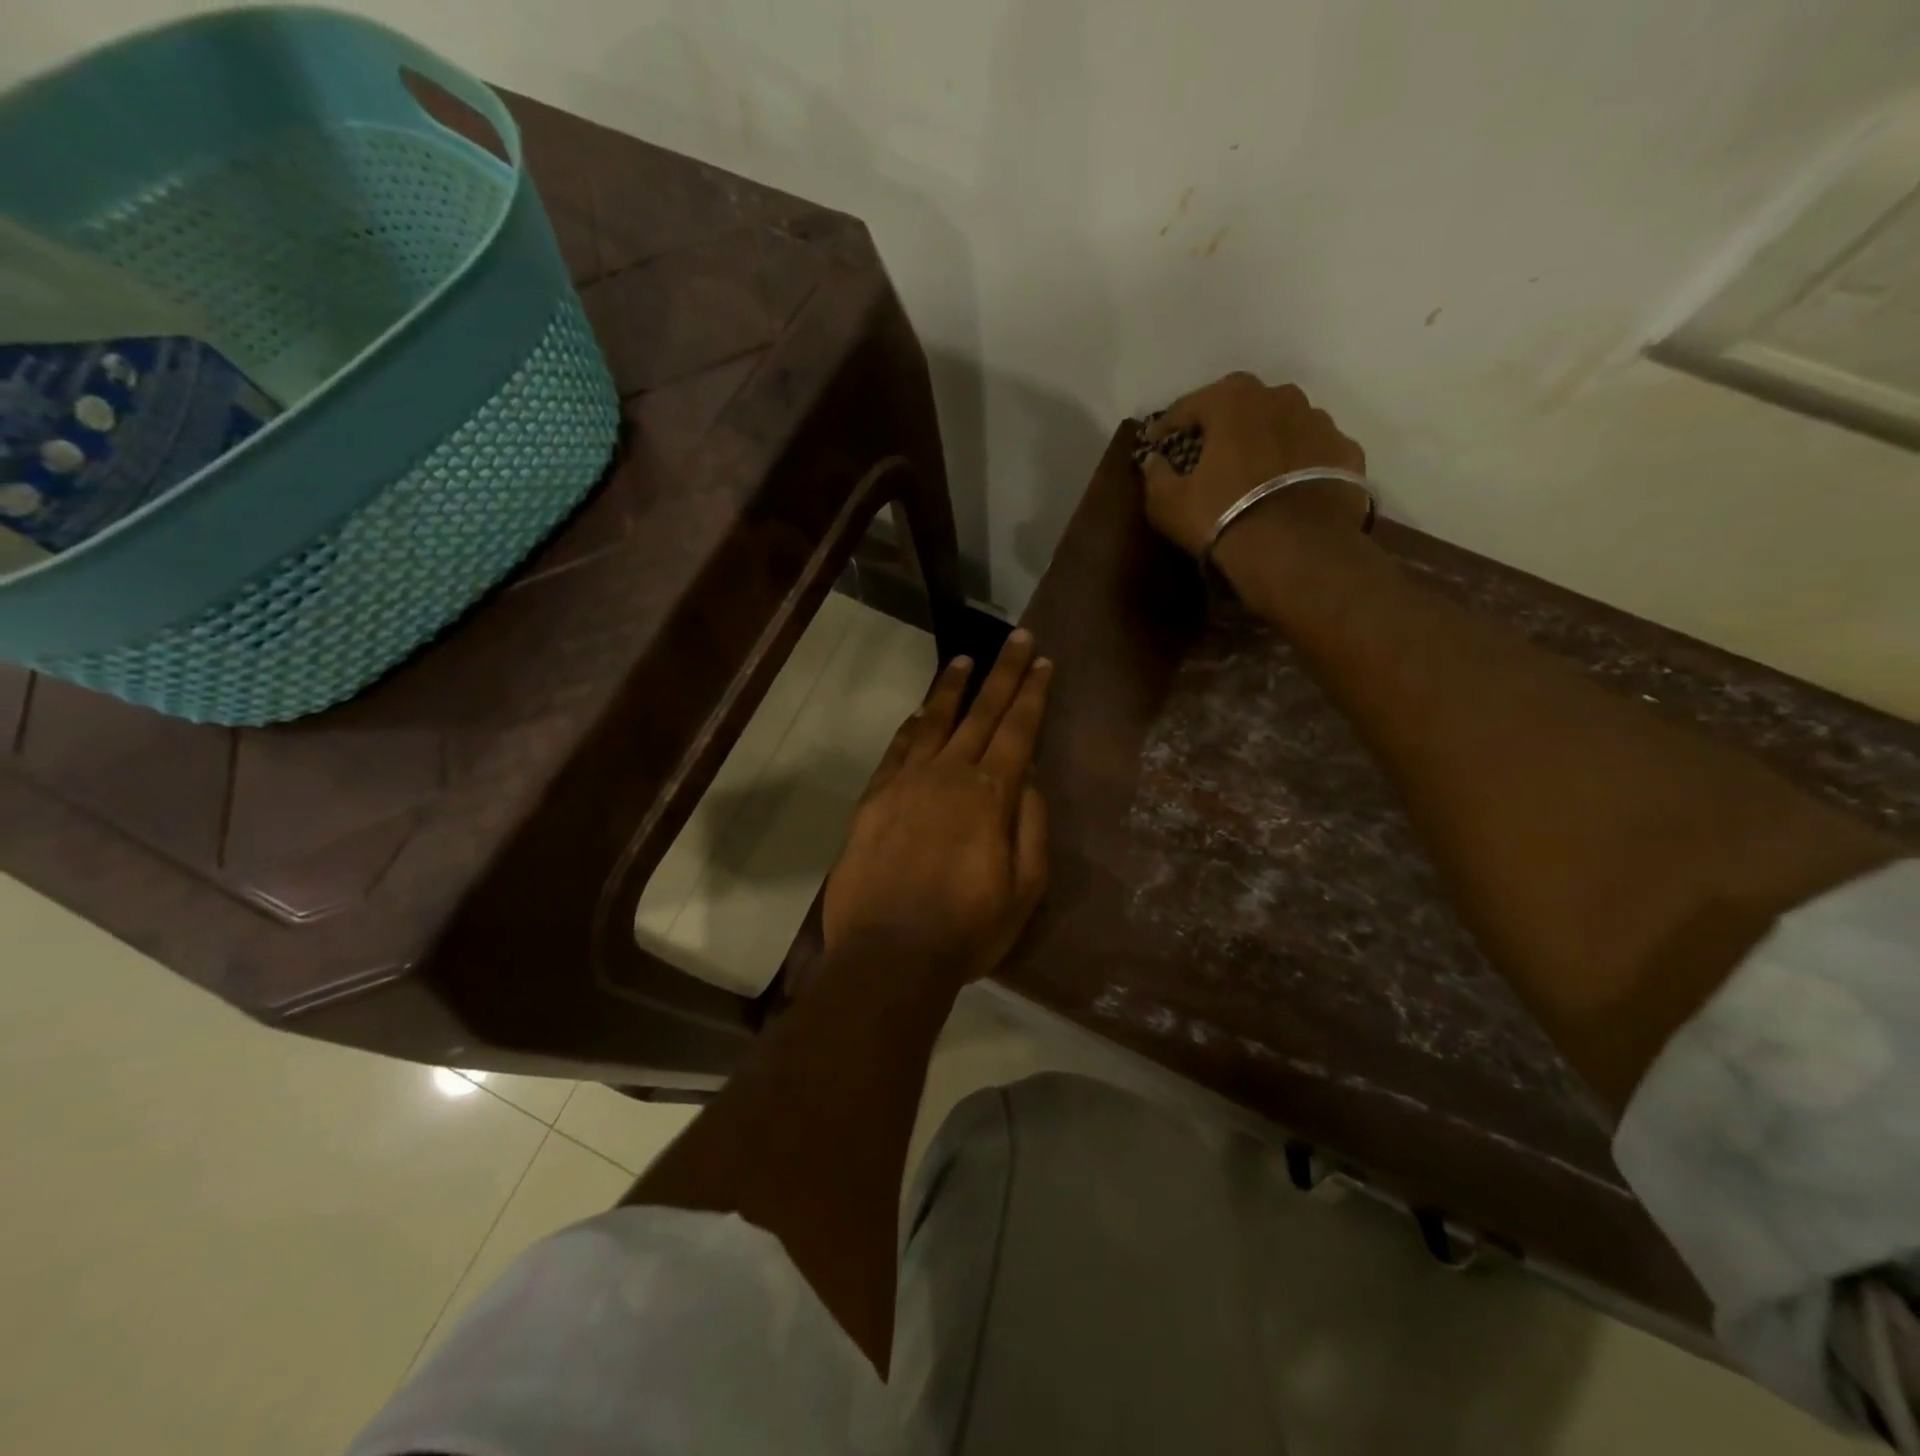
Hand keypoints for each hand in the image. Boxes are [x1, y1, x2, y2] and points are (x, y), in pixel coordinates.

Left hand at [823, 630, 1051, 987]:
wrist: (889, 954)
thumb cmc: (967, 928)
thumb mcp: (1024, 887)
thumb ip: (1029, 824)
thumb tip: (1026, 777)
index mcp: (990, 794)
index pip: (1018, 730)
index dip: (1032, 694)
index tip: (1043, 662)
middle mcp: (948, 775)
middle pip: (981, 713)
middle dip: (1003, 673)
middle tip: (1018, 639)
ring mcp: (906, 783)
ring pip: (935, 722)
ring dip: (952, 688)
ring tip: (965, 660)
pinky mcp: (874, 799)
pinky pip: (897, 750)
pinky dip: (912, 727)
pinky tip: (920, 714)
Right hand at [1140, 372, 1369, 560]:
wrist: (1295, 550)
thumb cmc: (1222, 517)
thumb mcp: (1168, 503)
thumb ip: (1156, 475)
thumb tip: (1153, 460)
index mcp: (1233, 400)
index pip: (1190, 405)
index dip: (1168, 425)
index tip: (1156, 443)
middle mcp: (1281, 397)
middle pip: (1243, 406)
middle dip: (1223, 425)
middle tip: (1209, 452)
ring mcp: (1320, 422)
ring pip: (1283, 424)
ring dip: (1265, 441)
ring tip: (1254, 472)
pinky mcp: (1346, 452)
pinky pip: (1313, 451)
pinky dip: (1298, 463)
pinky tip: (1288, 488)